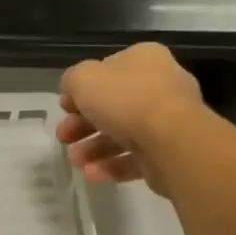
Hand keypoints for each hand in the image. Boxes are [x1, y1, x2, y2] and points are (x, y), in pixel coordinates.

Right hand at [58, 43, 205, 193]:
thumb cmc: (126, 99)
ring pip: (122, 134)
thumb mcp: (82, 79)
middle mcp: (160, 87)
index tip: (64, 108)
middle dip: (82, 124)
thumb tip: (73, 94)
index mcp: (144, 60)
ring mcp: (168, 121)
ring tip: (75, 161)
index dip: (81, 90)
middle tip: (63, 137)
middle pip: (113, 106)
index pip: (107, 71)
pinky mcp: (170, 153)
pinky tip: (90, 174)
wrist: (172, 140)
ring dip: (93, 148)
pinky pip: (136, 158)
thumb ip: (71, 82)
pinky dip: (111, 166)